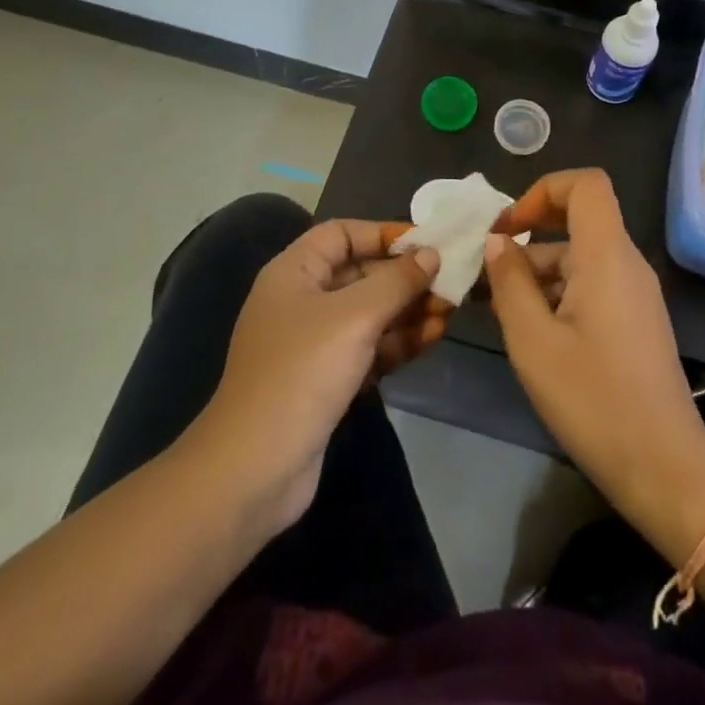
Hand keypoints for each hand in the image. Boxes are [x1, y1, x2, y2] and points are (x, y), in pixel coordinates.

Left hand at [199, 222, 444, 534]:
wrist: (253, 470)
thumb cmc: (302, 373)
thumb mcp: (355, 317)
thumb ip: (396, 281)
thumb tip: (430, 254)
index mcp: (294, 272)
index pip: (342, 234)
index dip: (383, 234)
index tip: (426, 243)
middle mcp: (302, 300)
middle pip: (361, 273)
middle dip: (405, 277)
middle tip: (450, 282)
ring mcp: (313, 343)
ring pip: (369, 313)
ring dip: (409, 311)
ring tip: (451, 311)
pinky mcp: (326, 380)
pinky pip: (369, 347)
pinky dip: (398, 342)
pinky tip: (433, 339)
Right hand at [483, 170, 704, 522]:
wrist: (664, 468)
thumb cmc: (593, 399)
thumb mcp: (533, 341)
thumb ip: (510, 282)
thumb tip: (498, 242)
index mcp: (607, 255)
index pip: (585, 184)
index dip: (543, 190)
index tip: (509, 228)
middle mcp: (626, 263)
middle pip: (577, 222)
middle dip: (529, 238)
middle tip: (487, 272)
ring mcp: (634, 293)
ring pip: (580, 257)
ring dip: (538, 272)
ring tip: (496, 309)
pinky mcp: (635, 320)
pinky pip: (592, 284)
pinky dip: (558, 293)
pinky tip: (530, 331)